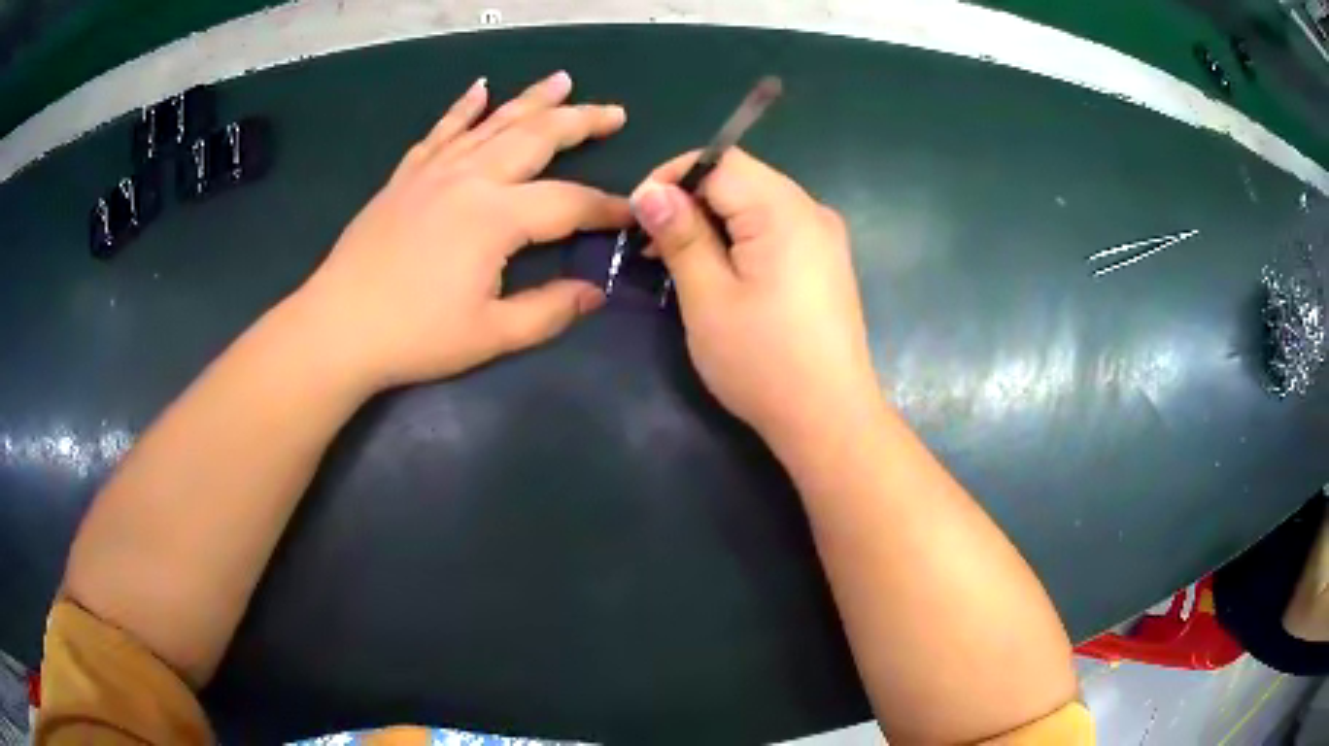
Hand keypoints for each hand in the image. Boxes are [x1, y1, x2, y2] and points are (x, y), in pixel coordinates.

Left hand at [296, 71, 630, 389]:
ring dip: (531, 100)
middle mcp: (470, 178)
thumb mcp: (491, 335)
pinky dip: (462, 108)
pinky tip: (479, 89)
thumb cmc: (415, 335)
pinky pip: (440, 132)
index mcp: (496, 216)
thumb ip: (549, 311)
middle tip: (613, 112)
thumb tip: (595, 292)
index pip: (569, 203)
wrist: (337, 327)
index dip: (606, 208)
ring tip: (563, 80)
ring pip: (493, 123)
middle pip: (537, 137)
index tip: (632, 214)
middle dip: (580, 122)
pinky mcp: (405, 177)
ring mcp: (434, 171)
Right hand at [630, 150, 880, 447]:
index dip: (673, 177)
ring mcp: (825, 238)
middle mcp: (812, 211)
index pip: (720, 161)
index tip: (639, 216)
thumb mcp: (708, 297)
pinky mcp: (827, 263)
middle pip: (741, 178)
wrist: (829, 419)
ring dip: (713, 222)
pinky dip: (741, 239)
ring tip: (680, 263)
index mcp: (784, 210)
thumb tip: (649, 190)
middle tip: (653, 247)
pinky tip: (723, 274)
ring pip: (756, 204)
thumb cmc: (763, 361)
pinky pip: (776, 229)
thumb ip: (680, 235)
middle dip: (691, 201)